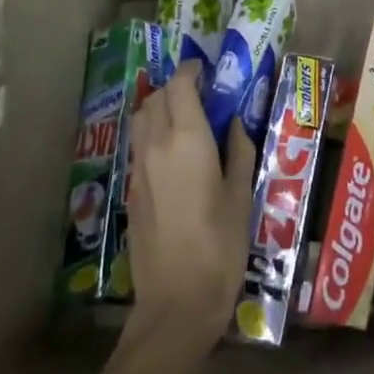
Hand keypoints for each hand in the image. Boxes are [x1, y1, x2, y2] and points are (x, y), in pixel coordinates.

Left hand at [123, 60, 257, 352]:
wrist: (177, 303)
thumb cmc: (220, 246)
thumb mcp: (242, 195)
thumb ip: (240, 150)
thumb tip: (235, 122)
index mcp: (186, 139)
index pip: (179, 85)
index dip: (192, 71)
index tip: (208, 71)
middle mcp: (155, 145)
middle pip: (156, 97)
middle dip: (176, 88)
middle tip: (202, 96)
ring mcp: (138, 169)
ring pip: (141, 119)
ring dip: (159, 108)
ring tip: (185, 120)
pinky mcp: (131, 191)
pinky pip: (138, 145)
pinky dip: (152, 134)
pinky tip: (174, 154)